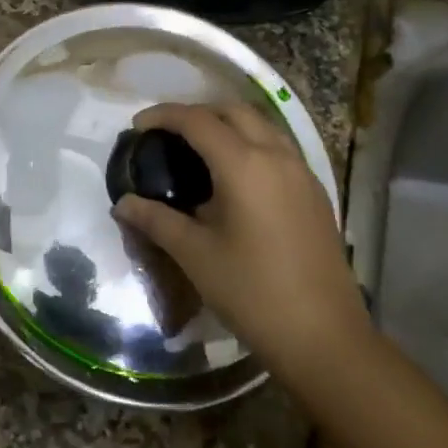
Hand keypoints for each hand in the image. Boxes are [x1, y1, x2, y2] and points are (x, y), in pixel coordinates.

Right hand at [113, 103, 366, 385]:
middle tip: (168, 133)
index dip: (164, 115)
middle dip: (198, 112)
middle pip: (234, 111)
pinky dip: (251, 144)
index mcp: (244, 165)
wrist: (323, 336)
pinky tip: (235, 177)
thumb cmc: (251, 292)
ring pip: (262, 126)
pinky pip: (279, 148)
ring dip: (228, 124)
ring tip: (199, 149)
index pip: (198, 120)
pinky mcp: (315, 192)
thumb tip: (124, 204)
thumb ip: (156, 221)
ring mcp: (302, 172)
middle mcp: (277, 156)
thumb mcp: (195, 255)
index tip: (138, 126)